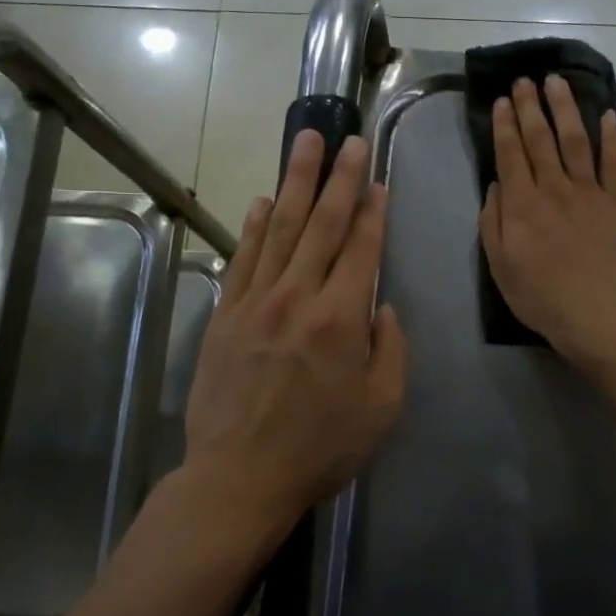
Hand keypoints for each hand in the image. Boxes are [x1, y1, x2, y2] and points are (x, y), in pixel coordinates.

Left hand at [183, 130, 407, 525]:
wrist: (238, 477)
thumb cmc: (320, 448)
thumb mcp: (381, 408)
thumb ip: (390, 350)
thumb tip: (382, 307)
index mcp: (340, 319)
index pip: (361, 248)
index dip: (372, 210)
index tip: (377, 178)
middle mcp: (297, 297)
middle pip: (321, 224)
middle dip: (337, 178)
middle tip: (346, 138)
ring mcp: (255, 302)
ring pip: (280, 229)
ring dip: (295, 182)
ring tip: (305, 142)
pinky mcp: (225, 316)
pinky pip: (243, 258)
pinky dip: (255, 226)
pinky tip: (265, 201)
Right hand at [479, 75, 615, 368]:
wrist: (599, 317)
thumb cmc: (541, 297)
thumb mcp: (499, 266)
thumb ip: (493, 222)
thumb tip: (495, 184)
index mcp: (522, 205)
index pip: (510, 155)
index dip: (504, 125)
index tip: (501, 101)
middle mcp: (554, 189)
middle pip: (540, 139)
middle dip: (530, 107)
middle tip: (524, 80)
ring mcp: (590, 192)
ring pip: (575, 141)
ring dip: (564, 108)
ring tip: (556, 82)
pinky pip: (614, 163)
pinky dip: (611, 137)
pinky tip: (607, 115)